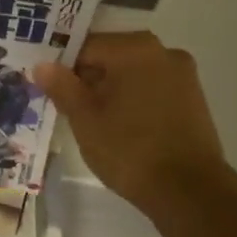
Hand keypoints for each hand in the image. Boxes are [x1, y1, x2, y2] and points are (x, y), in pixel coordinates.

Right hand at [35, 32, 236, 217]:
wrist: (188, 190)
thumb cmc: (129, 149)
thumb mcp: (85, 119)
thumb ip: (62, 87)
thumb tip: (43, 65)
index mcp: (135, 48)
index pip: (85, 46)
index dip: (63, 68)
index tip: (50, 92)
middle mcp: (163, 51)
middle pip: (112, 58)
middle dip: (88, 80)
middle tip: (68, 109)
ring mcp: (183, 75)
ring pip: (133, 75)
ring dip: (111, 91)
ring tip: (94, 123)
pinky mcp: (193, 99)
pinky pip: (153, 90)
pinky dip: (134, 101)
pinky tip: (123, 128)